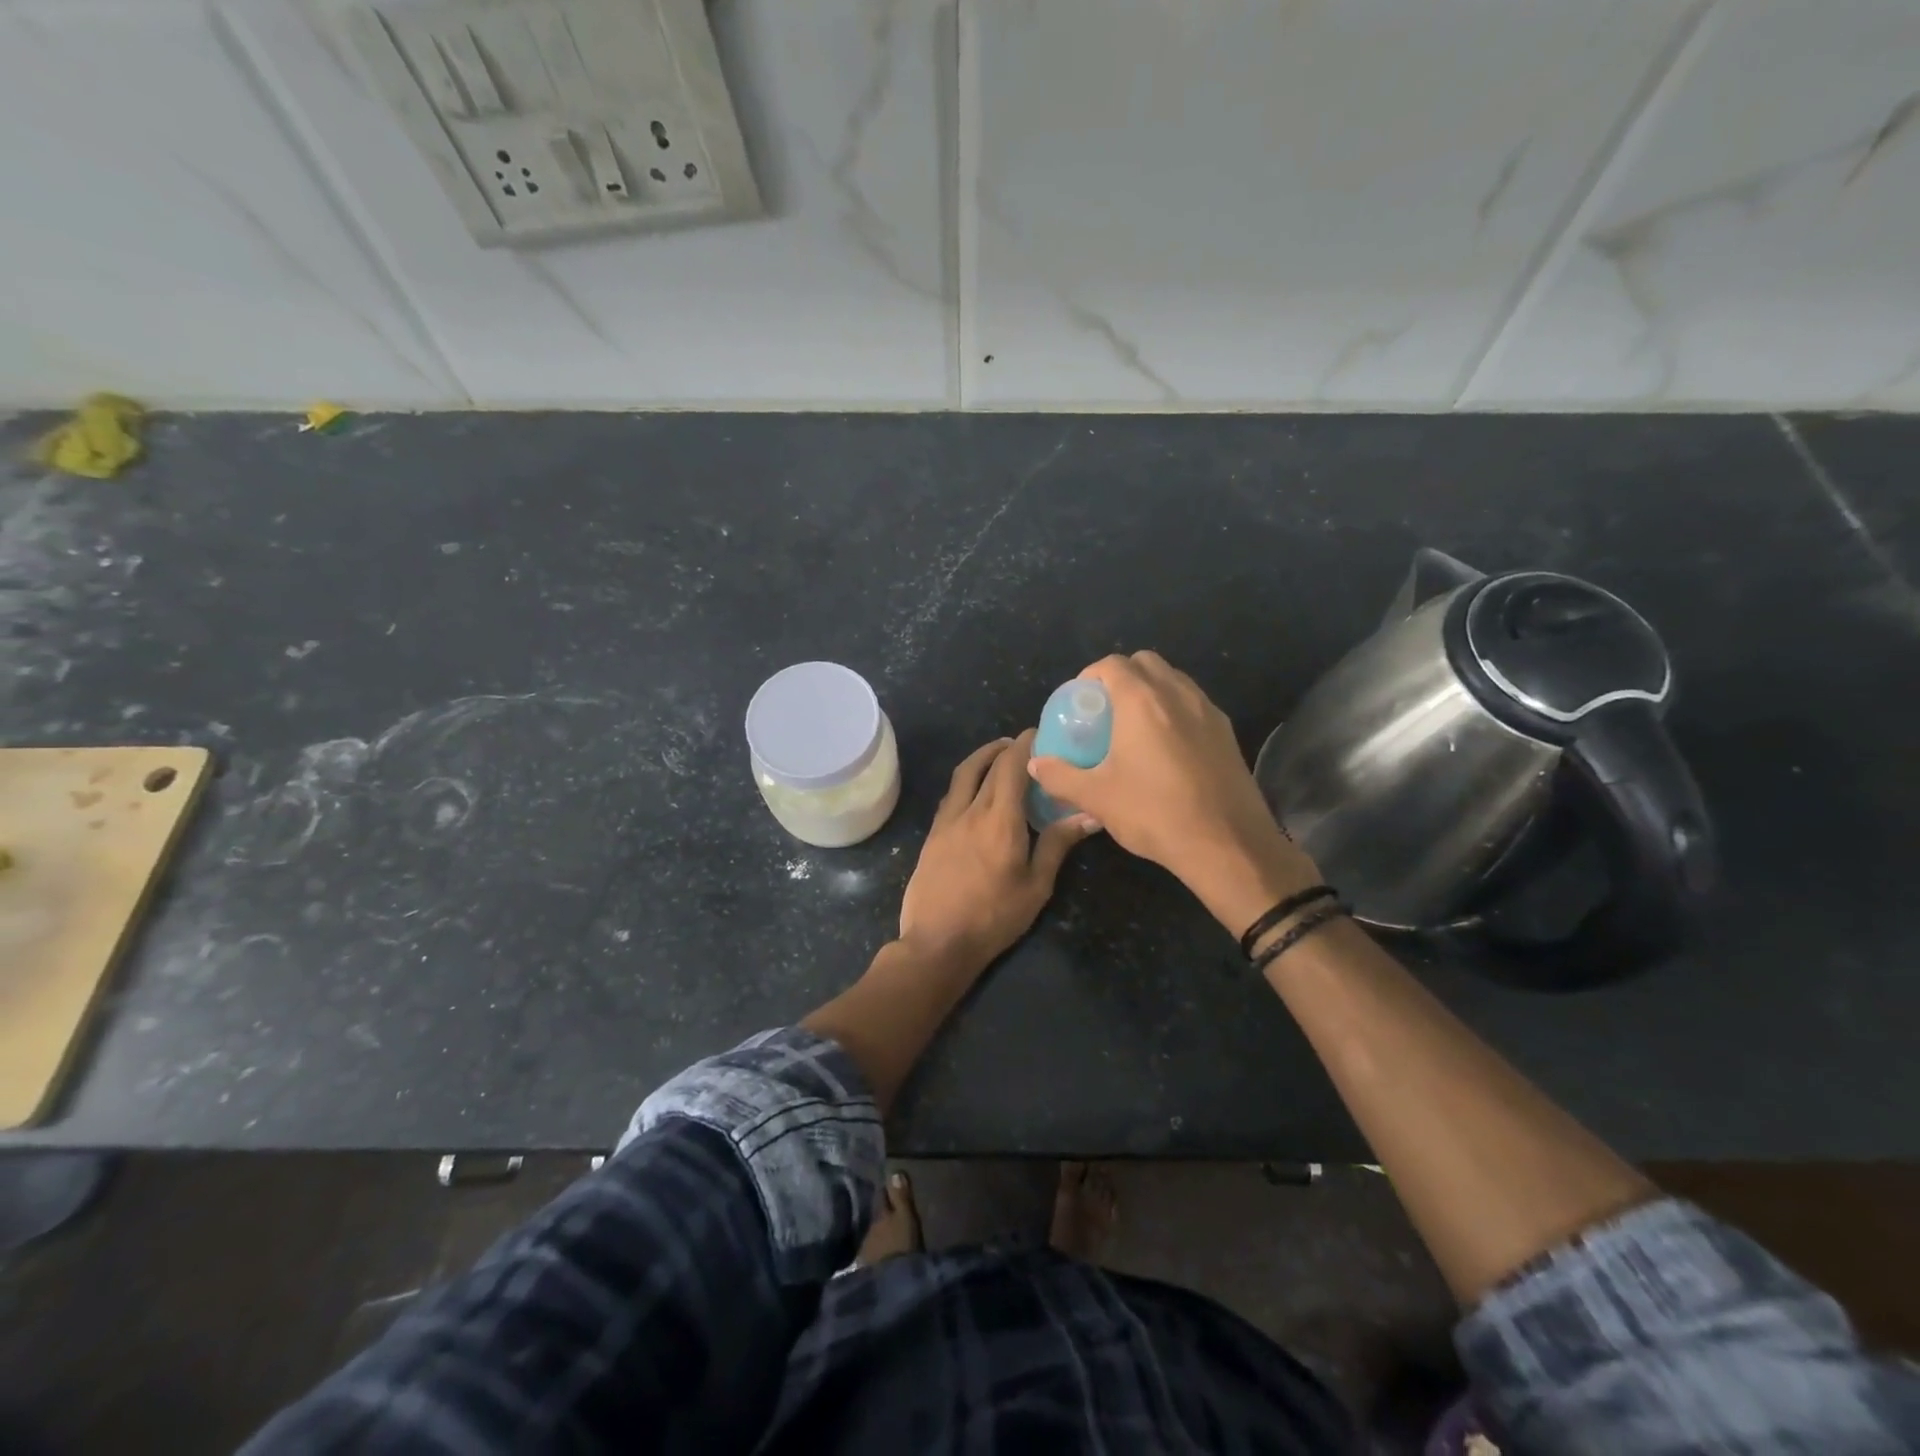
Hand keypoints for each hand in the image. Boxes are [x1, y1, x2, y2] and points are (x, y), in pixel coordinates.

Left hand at [898, 731, 1096, 973]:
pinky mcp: (932, 835)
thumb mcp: (1036, 886)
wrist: (937, 942)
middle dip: (1006, 748)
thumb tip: (1089, 814)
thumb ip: (1058, 844)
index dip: (1024, 745)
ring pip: (963, 775)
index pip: (1011, 767)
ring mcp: (946, 821)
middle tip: (1024, 745)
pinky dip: (967, 781)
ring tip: (999, 756)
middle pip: (987, 766)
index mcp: (1000, 820)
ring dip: (981, 758)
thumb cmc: (994, 917)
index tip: (1037, 733)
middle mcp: (970, 811)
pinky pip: (952, 795)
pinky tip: (977, 792)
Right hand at [1026, 652, 1319, 933]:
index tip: (1079, 703)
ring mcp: (1208, 711)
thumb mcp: (1096, 797)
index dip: (1090, 676)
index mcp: (1142, 701)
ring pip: (1174, 681)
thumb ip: (1059, 776)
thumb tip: (1036, 763)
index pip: (1112, 664)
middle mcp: (1178, 694)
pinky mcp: (1228, 733)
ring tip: (1134, 729)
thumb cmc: (1154, 813)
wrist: (1227, 844)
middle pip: (1146, 663)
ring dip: (1151, 691)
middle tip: (1105, 712)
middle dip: (1122, 677)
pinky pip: (1194, 704)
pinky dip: (1175, 711)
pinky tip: (1166, 749)